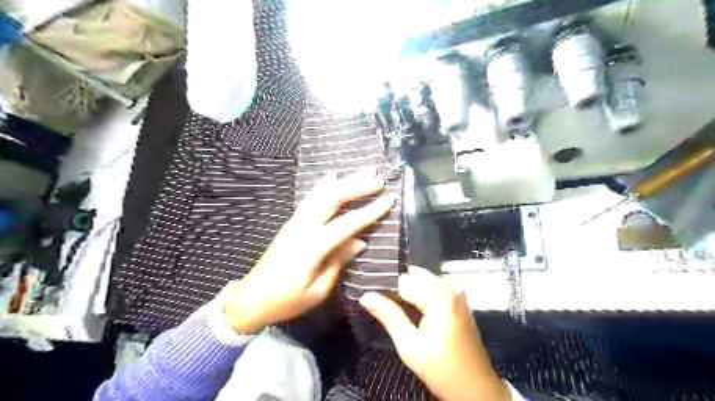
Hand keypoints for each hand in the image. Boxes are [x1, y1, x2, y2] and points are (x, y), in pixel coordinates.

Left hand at [223, 167, 396, 334]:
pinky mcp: (291, 223)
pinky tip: (332, 177)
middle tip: (378, 179)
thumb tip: (359, 241)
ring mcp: (294, 223)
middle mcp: (302, 228)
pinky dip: (323, 186)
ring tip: (362, 172)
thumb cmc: (286, 301)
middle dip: (357, 186)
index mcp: (312, 247)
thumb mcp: (317, 290)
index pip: (347, 223)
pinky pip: (310, 199)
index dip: (370, 210)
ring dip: (343, 182)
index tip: (389, 198)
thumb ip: (338, 262)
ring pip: (321, 194)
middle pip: (332, 199)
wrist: (251, 299)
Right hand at [360, 266, 510, 399]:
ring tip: (394, 306)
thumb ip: (388, 316)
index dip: (386, 288)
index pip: (403, 281)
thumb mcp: (410, 346)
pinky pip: (434, 286)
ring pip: (424, 279)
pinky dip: (421, 292)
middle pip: (415, 276)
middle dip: (398, 286)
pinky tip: (411, 308)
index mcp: (440, 297)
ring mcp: (457, 293)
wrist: (476, 388)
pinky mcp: (459, 301)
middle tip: (381, 302)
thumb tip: (365, 296)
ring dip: (409, 289)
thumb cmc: (442, 370)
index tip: (371, 295)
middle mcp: (451, 289)